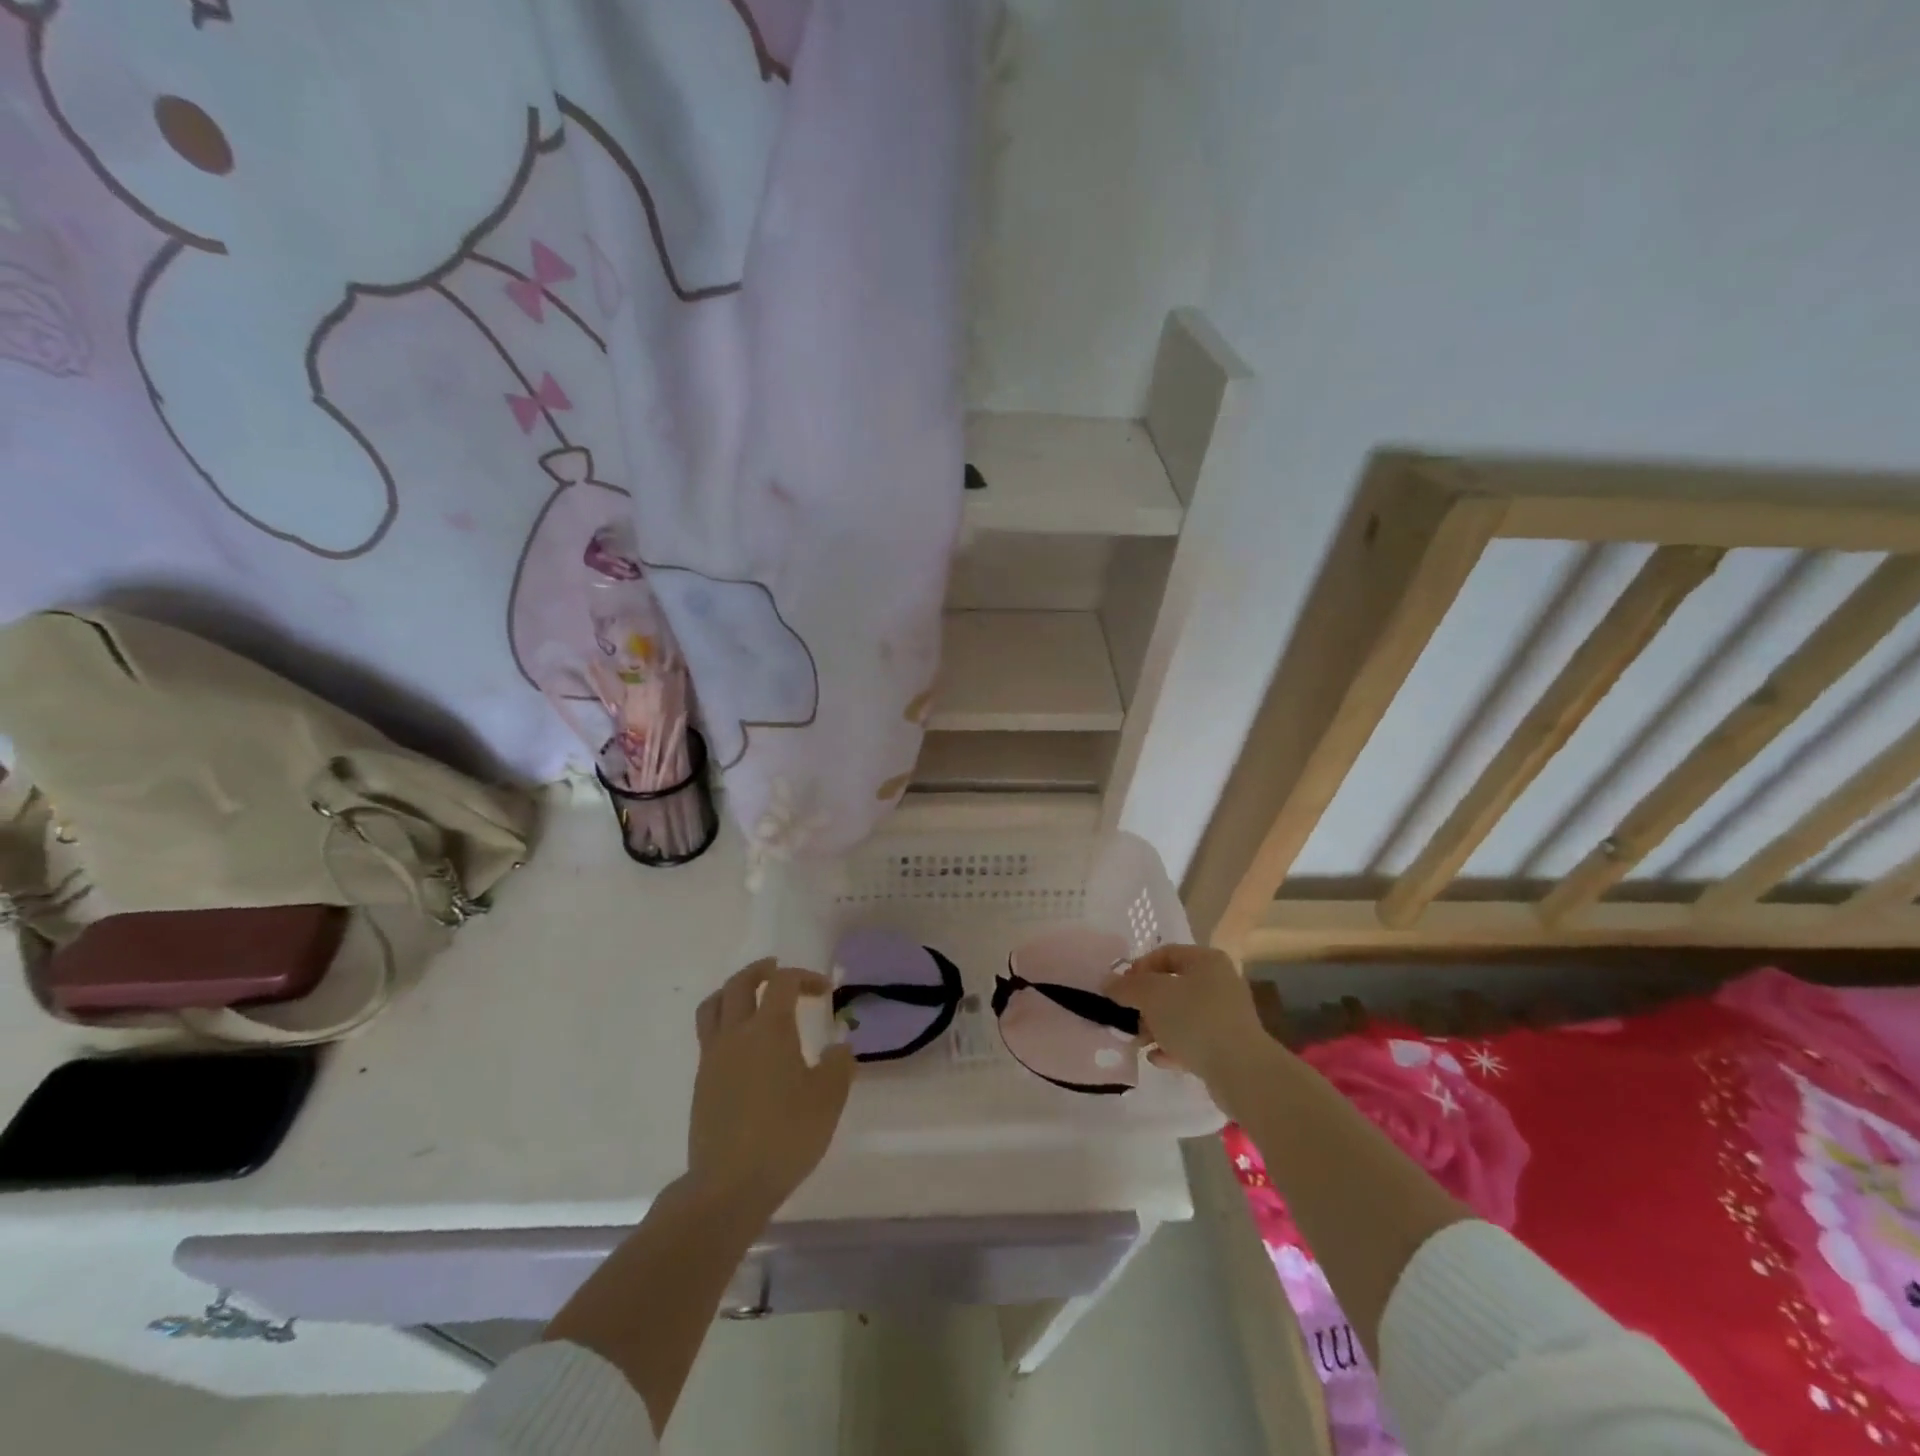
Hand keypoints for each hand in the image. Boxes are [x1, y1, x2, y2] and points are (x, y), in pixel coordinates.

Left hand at [689, 959, 854, 1215]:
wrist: (728, 1186)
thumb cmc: (785, 1136)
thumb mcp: (828, 1100)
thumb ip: (838, 1065)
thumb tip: (838, 1047)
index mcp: (769, 1029)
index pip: (783, 983)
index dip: (805, 977)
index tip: (824, 991)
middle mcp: (736, 1034)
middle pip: (739, 984)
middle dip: (760, 971)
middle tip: (778, 970)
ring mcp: (712, 1058)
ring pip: (714, 1006)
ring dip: (733, 992)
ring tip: (750, 997)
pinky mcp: (701, 1082)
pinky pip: (708, 1035)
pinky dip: (725, 1023)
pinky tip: (744, 1045)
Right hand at [1110, 944, 1282, 1114]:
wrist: (1242, 1072)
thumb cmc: (1194, 1020)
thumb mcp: (1152, 996)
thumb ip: (1126, 986)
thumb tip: (1107, 982)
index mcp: (1206, 960)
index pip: (1164, 954)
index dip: (1138, 969)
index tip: (1121, 990)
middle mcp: (1220, 982)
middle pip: (1172, 986)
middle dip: (1146, 1003)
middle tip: (1128, 1019)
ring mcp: (1226, 1016)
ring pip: (1181, 1015)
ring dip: (1156, 1027)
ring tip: (1138, 1042)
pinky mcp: (1228, 1046)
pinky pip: (1193, 1040)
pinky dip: (1173, 1047)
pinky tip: (1156, 1059)